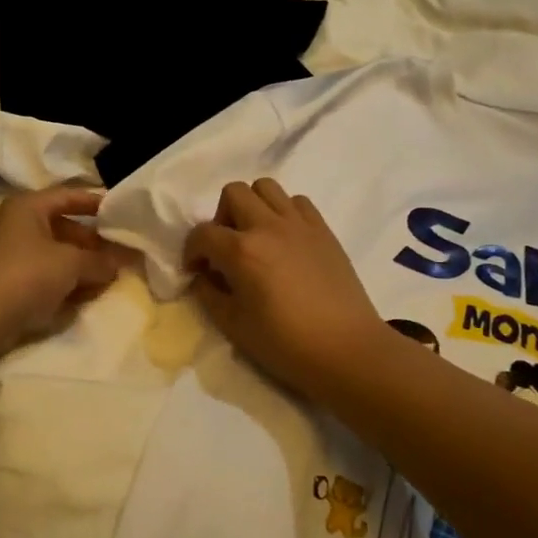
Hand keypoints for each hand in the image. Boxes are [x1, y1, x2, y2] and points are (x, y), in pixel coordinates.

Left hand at [0, 187, 134, 353]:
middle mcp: (18, 224)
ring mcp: (12, 254)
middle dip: (94, 242)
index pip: (69, 196)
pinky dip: (66, 281)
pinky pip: (46, 274)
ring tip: (111, 275)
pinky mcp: (11, 281)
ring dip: (83, 264)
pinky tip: (88, 293)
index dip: (97, 202)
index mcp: (28, 206)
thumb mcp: (71, 264)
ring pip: (57, 253)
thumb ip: (99, 261)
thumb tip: (117, 263)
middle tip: (122, 252)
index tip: (123, 211)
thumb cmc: (27, 274)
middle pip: (65, 227)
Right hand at [184, 180, 389, 395]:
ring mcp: (299, 224)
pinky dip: (284, 212)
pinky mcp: (323, 230)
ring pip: (266, 187)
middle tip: (226, 248)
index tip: (196, 271)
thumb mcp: (233, 326)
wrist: (346, 349)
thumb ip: (209, 295)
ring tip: (256, 237)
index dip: (191, 251)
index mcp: (242, 251)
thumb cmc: (285, 344)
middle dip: (221, 217)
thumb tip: (203, 277)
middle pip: (233, 192)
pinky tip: (285, 240)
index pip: (202, 233)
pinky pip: (298, 202)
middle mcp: (268, 226)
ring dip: (253, 206)